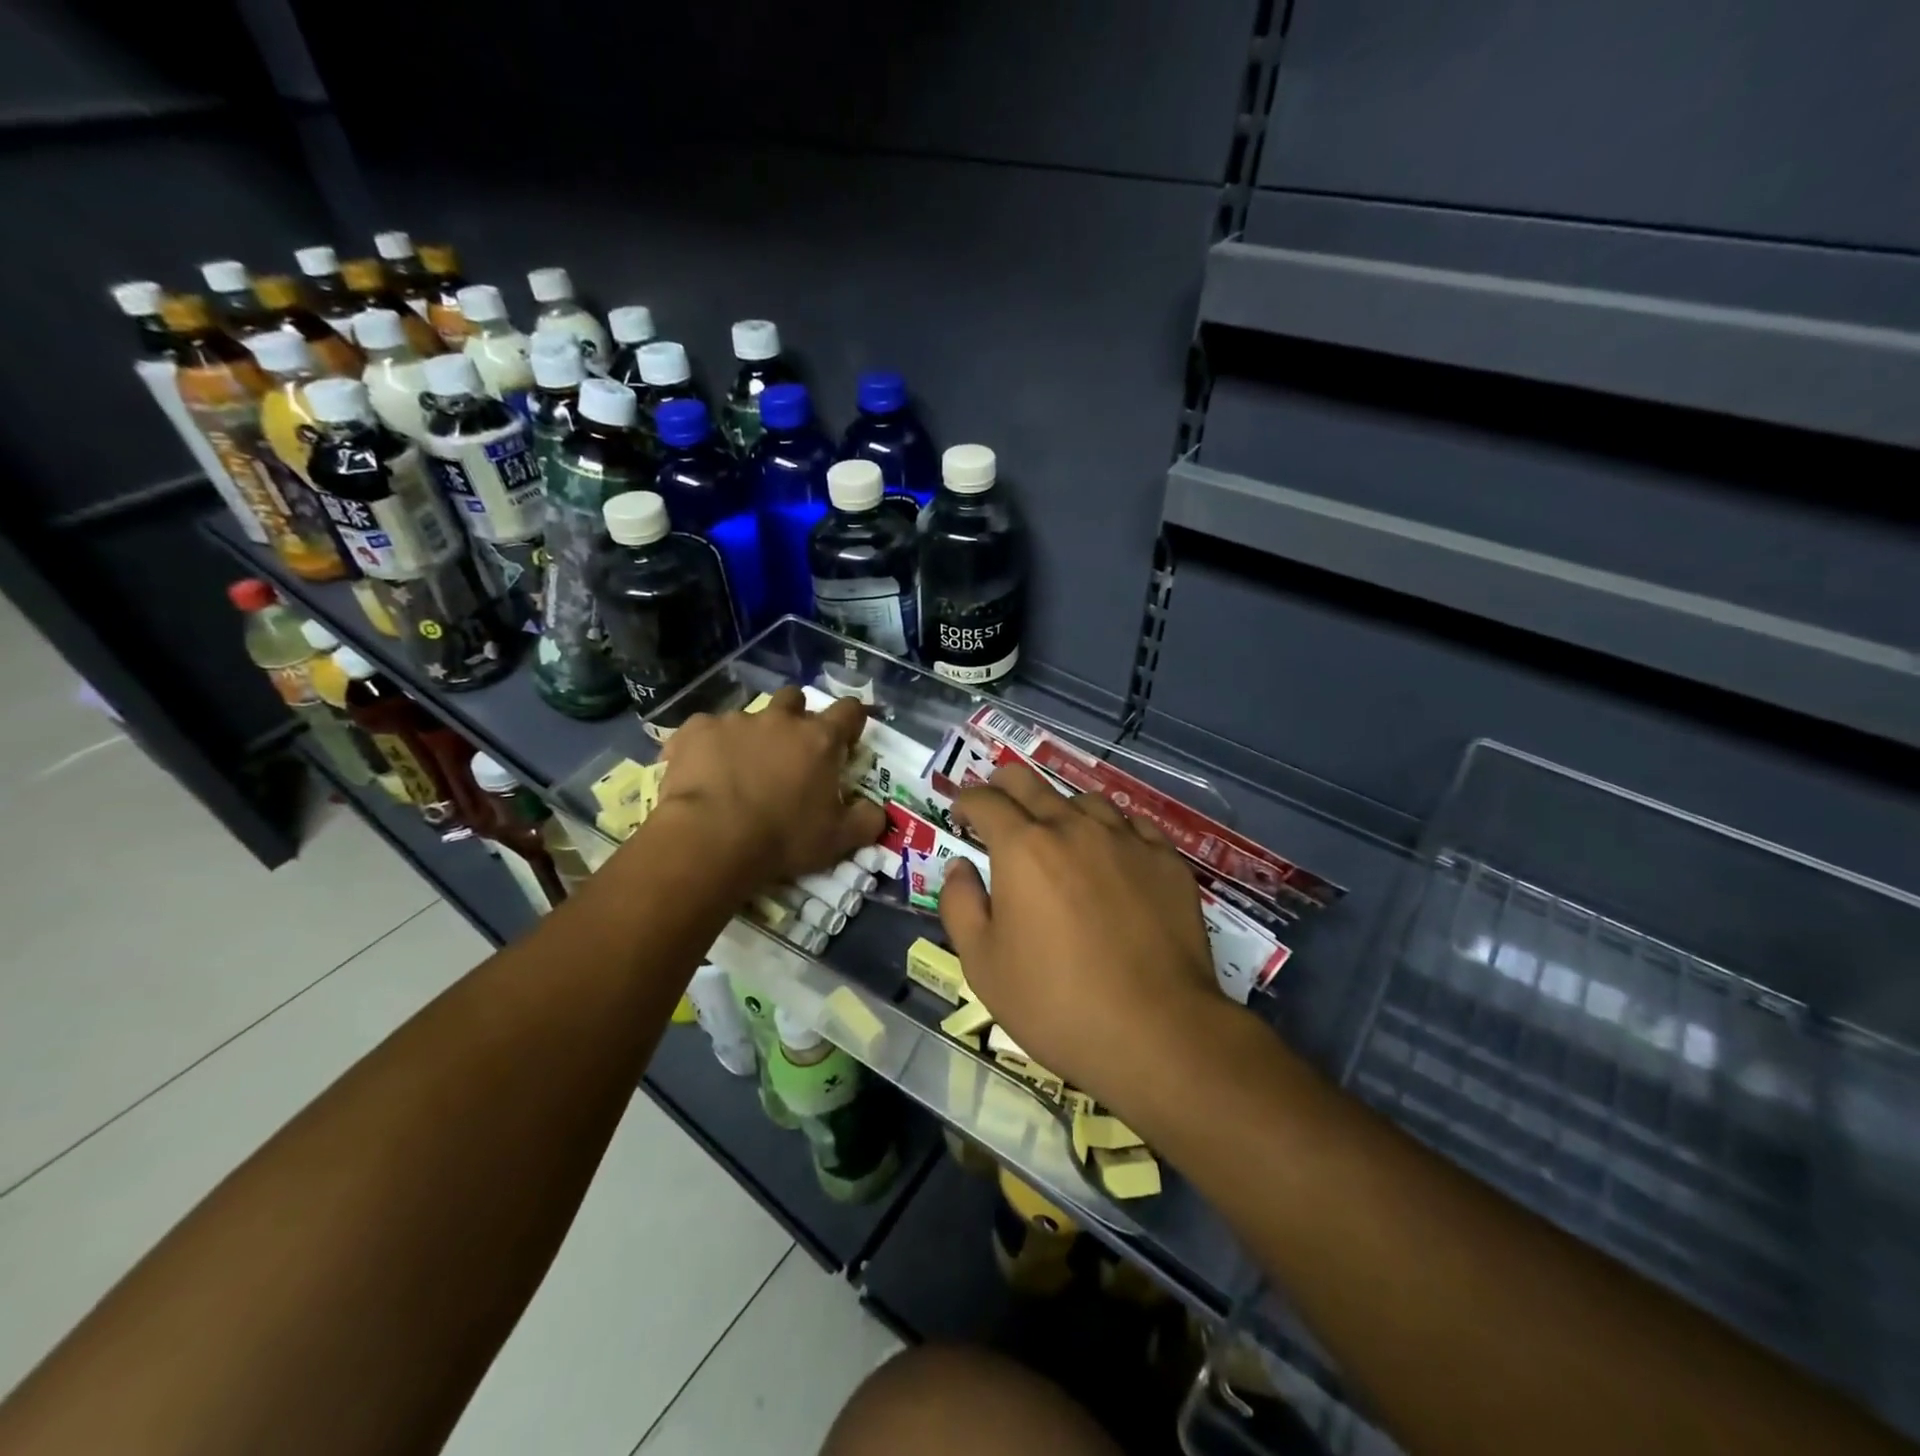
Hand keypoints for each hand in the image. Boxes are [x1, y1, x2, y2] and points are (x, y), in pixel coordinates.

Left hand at [651, 687, 884, 890]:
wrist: (710, 839)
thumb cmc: (783, 838)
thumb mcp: (838, 840)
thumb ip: (866, 821)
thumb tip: (877, 812)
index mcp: (819, 739)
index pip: (849, 710)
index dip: (851, 720)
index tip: (847, 738)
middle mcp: (779, 720)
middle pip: (794, 699)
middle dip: (795, 717)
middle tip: (790, 751)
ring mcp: (734, 721)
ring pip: (748, 716)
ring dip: (750, 736)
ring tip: (739, 769)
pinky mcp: (695, 731)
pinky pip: (705, 730)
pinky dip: (707, 747)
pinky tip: (702, 772)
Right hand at [938, 762, 1221, 1116]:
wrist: (1157, 1031)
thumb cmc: (1056, 1002)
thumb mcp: (983, 964)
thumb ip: (961, 904)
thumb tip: (961, 866)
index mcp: (1023, 847)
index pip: (985, 800)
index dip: (965, 803)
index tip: (961, 817)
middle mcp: (1073, 827)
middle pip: (1030, 782)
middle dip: (1003, 786)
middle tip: (997, 806)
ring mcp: (1126, 839)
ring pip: (1085, 800)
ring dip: (1060, 809)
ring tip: (1057, 835)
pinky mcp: (1166, 860)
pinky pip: (1132, 825)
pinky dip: (1111, 830)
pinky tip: (1112, 855)